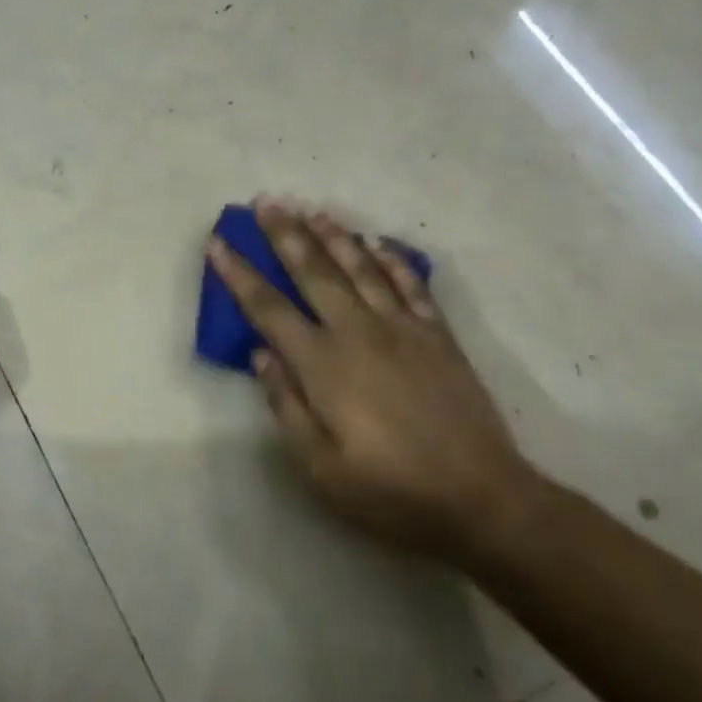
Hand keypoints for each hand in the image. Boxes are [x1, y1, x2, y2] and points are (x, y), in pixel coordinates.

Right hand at [208, 199, 539, 562]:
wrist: (482, 499)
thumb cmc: (390, 490)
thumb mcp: (320, 466)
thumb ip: (286, 404)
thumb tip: (261, 354)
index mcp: (323, 365)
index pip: (268, 308)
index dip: (239, 273)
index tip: (218, 242)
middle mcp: (358, 333)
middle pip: (314, 271)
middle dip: (285, 234)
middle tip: (266, 201)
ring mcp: (403, 329)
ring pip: (361, 268)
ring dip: (334, 235)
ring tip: (312, 208)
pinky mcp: (438, 336)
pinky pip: (411, 285)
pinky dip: (392, 260)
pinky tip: (378, 243)